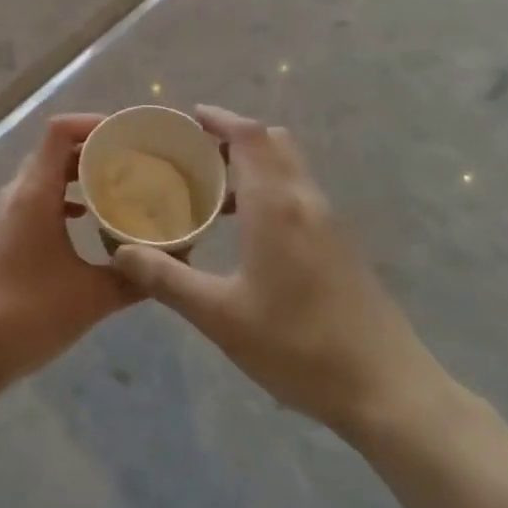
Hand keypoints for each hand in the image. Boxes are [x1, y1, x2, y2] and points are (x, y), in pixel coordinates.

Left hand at [0, 115, 133, 394]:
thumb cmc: (28, 315)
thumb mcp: (92, 297)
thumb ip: (136, 278)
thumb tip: (177, 264)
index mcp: (34, 194)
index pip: (60, 131)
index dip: (94, 123)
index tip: (130, 135)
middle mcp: (18, 193)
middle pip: (57, 150)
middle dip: (96, 149)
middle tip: (137, 160)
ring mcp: (8, 213)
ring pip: (48, 175)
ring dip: (81, 174)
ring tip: (122, 185)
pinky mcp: (6, 234)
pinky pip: (40, 198)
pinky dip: (66, 197)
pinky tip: (90, 219)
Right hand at [108, 106, 451, 442]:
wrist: (386, 390)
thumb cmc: (297, 346)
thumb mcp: (220, 317)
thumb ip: (167, 279)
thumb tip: (121, 252)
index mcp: (276, 206)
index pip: (249, 136)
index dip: (219, 118)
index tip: (188, 118)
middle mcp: (305, 200)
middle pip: (272, 142)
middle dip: (234, 137)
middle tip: (195, 155)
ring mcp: (329, 222)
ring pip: (289, 168)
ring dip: (253, 165)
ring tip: (212, 193)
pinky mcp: (341, 245)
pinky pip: (299, 194)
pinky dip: (270, 189)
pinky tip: (247, 231)